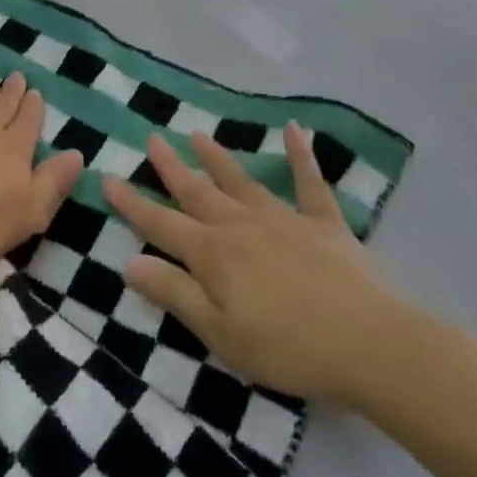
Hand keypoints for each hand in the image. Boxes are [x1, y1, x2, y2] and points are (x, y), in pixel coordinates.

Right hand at [101, 125, 423, 408]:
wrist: (368, 344)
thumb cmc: (286, 347)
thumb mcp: (218, 332)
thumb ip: (173, 293)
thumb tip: (128, 262)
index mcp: (212, 254)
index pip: (160, 224)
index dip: (131, 203)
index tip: (107, 178)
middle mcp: (240, 226)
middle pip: (197, 191)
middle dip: (171, 167)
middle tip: (152, 139)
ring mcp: (283, 219)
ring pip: (240, 181)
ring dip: (217, 157)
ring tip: (197, 133)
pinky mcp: (323, 224)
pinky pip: (309, 182)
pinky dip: (301, 155)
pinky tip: (295, 129)